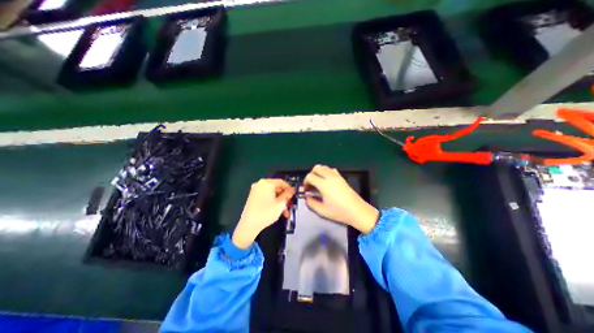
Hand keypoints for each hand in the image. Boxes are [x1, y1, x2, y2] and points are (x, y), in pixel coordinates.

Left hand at [233, 179, 295, 246]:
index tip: (294, 195)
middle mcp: (260, 184)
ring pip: (272, 194)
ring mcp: (255, 191)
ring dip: (279, 202)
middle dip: (284, 197)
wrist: (249, 225)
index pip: (281, 182)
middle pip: (277, 188)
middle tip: (289, 205)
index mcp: (267, 183)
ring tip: (284, 212)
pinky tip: (277, 211)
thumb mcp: (281, 203)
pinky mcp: (253, 197)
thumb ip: (288, 195)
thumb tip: (292, 189)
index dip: (289, 188)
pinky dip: (272, 202)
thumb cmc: (266, 212)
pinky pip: (266, 197)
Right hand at [303, 164, 376, 233]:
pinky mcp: (342, 177)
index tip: (306, 189)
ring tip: (318, 183)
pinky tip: (327, 182)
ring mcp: (337, 176)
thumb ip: (311, 203)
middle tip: (311, 185)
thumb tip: (307, 197)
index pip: (310, 176)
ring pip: (324, 167)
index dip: (305, 182)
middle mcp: (330, 177)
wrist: (357, 211)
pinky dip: (326, 173)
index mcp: (324, 184)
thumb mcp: (322, 211)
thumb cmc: (339, 212)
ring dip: (318, 173)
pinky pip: (331, 170)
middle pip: (316, 168)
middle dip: (311, 175)